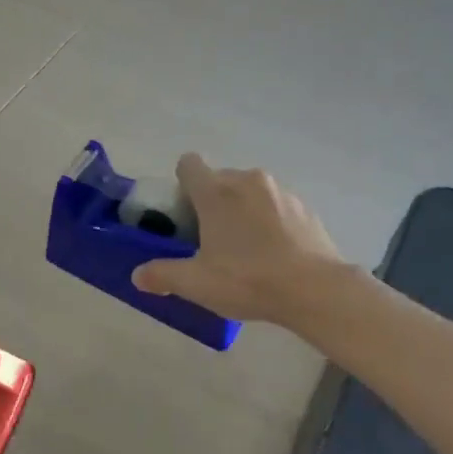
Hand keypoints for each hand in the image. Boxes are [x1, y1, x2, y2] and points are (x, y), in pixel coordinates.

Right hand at [130, 153, 345, 323]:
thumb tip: (138, 276)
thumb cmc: (247, 280)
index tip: (185, 215)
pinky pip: (276, 206)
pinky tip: (275, 254)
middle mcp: (247, 180)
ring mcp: (280, 191)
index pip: (188, 164)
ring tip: (246, 251)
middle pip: (219, 179)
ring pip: (250, 192)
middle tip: (211, 241)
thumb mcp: (196, 283)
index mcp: (216, 192)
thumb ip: (162, 275)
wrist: (314, 289)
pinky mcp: (305, 207)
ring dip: (242, 211)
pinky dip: (270, 221)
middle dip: (212, 203)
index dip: (182, 185)